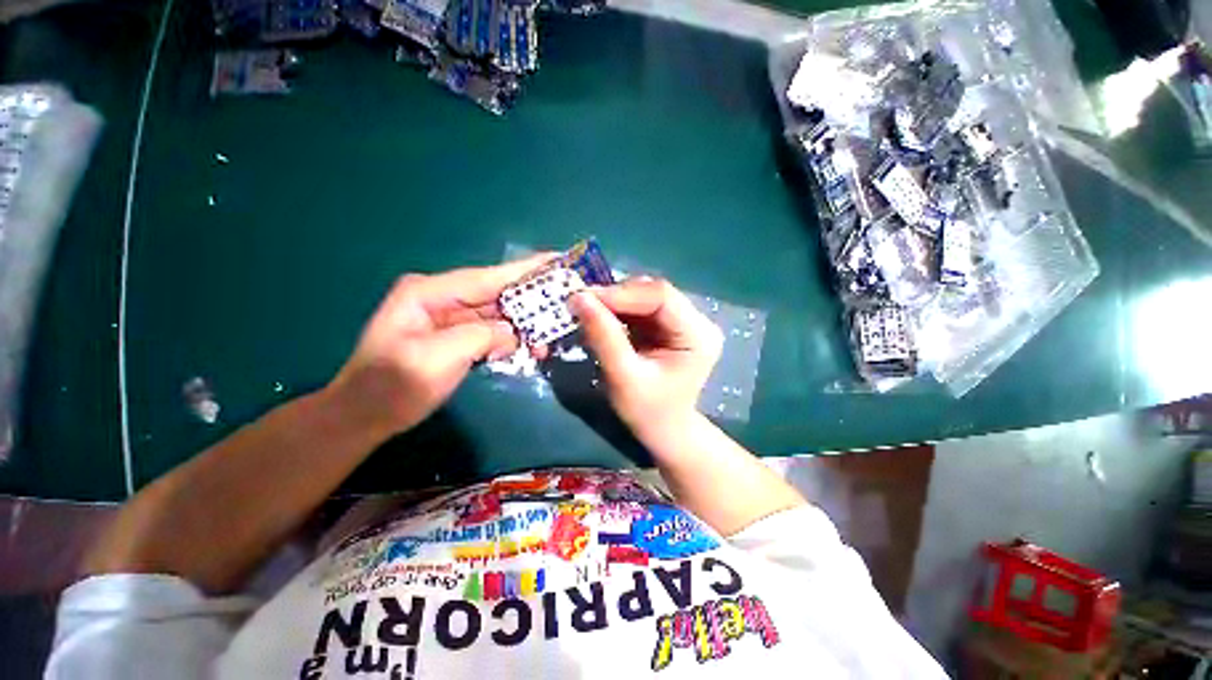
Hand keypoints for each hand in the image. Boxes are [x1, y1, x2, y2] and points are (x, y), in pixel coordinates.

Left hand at [326, 253, 552, 440]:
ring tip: (553, 333)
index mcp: (431, 293)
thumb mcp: (435, 359)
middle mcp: (442, 298)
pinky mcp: (456, 336)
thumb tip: (513, 334)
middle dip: (531, 299)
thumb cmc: (393, 386)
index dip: (526, 270)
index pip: (488, 277)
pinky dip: (512, 339)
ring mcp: (449, 318)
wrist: (365, 416)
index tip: (558, 260)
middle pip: (497, 293)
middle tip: (566, 299)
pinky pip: (492, 332)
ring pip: (498, 314)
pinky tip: (531, 347)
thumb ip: (480, 337)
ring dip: (525, 324)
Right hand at [570, 277, 722, 442]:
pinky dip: (617, 312)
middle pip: (653, 293)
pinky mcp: (668, 326)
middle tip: (581, 303)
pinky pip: (640, 308)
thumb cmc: (647, 412)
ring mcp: (683, 322)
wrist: (664, 430)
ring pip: (644, 297)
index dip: (622, 293)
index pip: (661, 296)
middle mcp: (696, 322)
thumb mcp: (623, 377)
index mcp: (698, 335)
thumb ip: (603, 337)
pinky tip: (600, 319)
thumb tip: (579, 298)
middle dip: (615, 297)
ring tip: (586, 311)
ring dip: (614, 303)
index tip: (585, 297)